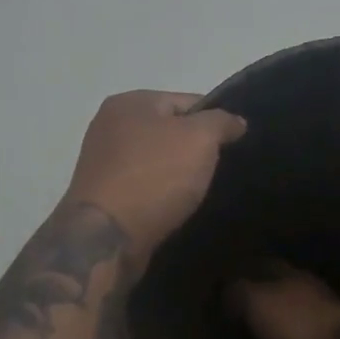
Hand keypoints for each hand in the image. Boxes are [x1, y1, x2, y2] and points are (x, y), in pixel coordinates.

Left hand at [63, 91, 246, 262]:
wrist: (107, 237)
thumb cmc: (155, 176)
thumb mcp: (200, 139)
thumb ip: (222, 122)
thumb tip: (236, 121)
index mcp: (130, 102)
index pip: (187, 101)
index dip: (215, 121)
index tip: (234, 144)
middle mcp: (110, 125)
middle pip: (170, 131)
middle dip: (195, 149)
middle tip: (220, 169)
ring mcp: (103, 162)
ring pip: (158, 161)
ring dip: (179, 174)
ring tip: (203, 192)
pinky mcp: (103, 195)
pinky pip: (144, 186)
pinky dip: (162, 194)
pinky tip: (178, 207)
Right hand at [227, 264, 339, 338]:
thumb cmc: (302, 326)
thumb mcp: (259, 304)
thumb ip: (239, 291)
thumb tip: (223, 285)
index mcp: (293, 276)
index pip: (267, 265)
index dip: (249, 270)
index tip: (229, 278)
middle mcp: (313, 291)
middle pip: (285, 286)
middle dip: (265, 292)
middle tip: (241, 304)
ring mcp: (330, 319)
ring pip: (299, 311)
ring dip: (282, 317)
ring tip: (260, 330)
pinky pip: (308, 338)